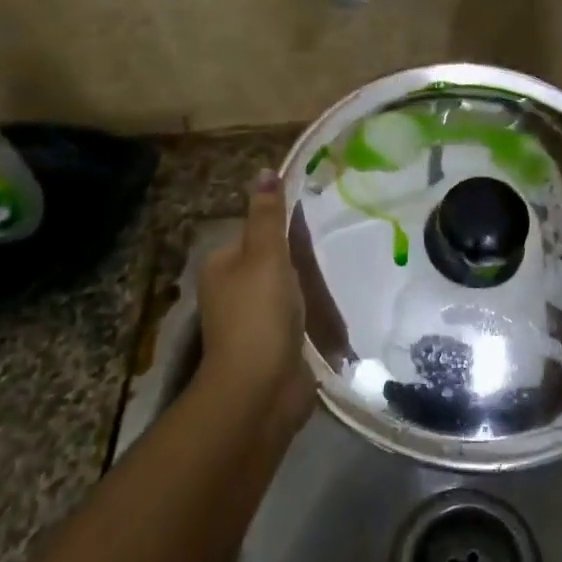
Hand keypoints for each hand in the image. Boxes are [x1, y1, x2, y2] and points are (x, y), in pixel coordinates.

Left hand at [195, 169, 312, 431]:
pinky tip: (333, 307)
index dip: (281, 224)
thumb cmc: (259, 314)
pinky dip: (311, 312)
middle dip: (297, 256)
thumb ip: (268, 216)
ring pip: (284, 290)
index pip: (253, 232)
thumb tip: (265, 171)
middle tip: (333, 243)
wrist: (261, 389)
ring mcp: (251, 322)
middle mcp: (231, 291)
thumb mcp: (265, 256)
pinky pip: (294, 317)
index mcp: (221, 266)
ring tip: (339, 271)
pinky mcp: (273, 345)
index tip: (315, 218)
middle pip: (269, 261)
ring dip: (306, 285)